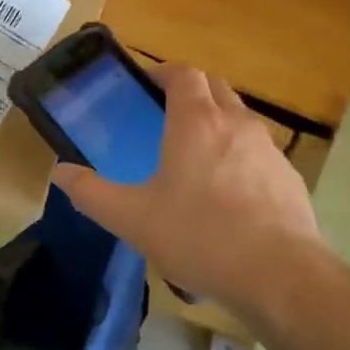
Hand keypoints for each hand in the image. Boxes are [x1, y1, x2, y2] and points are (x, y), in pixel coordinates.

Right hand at [50, 63, 321, 307]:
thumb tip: (60, 173)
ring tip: (196, 156)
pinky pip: (260, 152)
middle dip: (191, 92)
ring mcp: (269, 149)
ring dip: (218, 122)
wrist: (280, 276)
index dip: (164, 73)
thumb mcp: (131, 218)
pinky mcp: (290, 178)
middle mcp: (236, 123)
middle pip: (214, 87)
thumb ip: (91, 193)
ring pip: (240, 118)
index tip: (146, 86)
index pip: (184, 73)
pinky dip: (241, 156)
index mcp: (196, 121)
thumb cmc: (199, 236)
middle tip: (165, 116)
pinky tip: (230, 194)